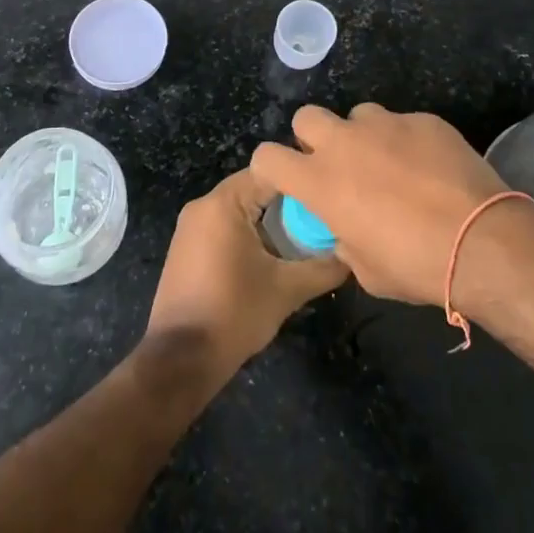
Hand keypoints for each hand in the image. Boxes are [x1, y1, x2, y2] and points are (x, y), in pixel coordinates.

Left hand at [146, 168, 347, 381]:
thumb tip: (353, 255)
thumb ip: (324, 267)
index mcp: (223, 203)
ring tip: (304, 238)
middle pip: (255, 188)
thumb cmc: (234, 314)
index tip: (331, 194)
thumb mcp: (287, 290)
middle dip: (289, 203)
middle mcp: (203, 205)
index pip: (271, 172)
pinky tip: (273, 256)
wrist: (180, 360)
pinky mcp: (187, 248)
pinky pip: (225, 226)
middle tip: (323, 218)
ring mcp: (191, 227)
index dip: (303, 180)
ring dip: (270, 221)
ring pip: (241, 209)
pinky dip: (250, 233)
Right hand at [251, 104, 514, 305]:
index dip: (273, 168)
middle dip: (314, 138)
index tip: (288, 180)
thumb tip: (345, 230)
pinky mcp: (423, 119)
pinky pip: (403, 123)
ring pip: (358, 116)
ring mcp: (385, 124)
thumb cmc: (415, 265)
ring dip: (364, 137)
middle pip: (307, 117)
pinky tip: (430, 167)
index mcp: (319, 181)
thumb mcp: (366, 270)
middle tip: (338, 165)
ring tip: (391, 164)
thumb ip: (344, 241)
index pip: (267, 157)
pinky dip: (408, 141)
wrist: (481, 241)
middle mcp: (344, 143)